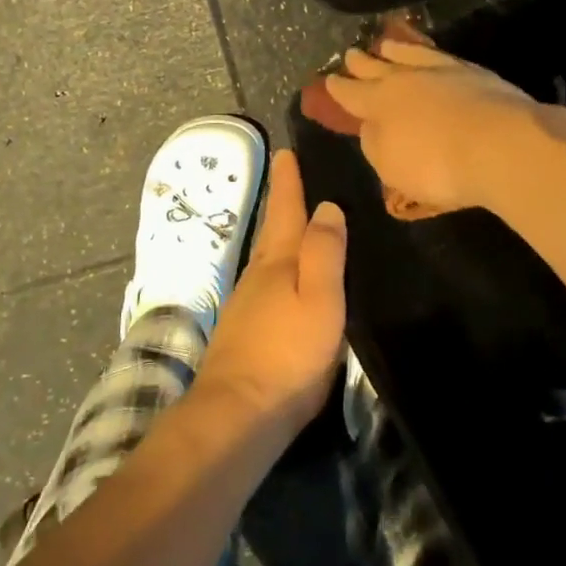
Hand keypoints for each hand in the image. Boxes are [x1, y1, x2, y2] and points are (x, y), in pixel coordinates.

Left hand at [197, 149, 347, 434]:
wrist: (238, 413)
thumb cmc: (288, 354)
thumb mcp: (320, 300)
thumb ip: (324, 252)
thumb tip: (327, 206)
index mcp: (278, 262)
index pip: (287, 210)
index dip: (288, 181)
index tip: (285, 151)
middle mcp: (258, 275)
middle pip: (273, 230)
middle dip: (282, 202)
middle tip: (291, 176)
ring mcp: (247, 304)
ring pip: (268, 257)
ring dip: (281, 235)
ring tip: (297, 223)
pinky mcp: (245, 331)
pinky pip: (267, 284)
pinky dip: (279, 269)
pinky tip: (286, 280)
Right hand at [322, 39, 541, 215]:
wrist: (500, 144)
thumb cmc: (437, 165)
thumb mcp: (391, 167)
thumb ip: (375, 144)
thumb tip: (370, 127)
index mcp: (378, 103)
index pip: (351, 93)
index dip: (338, 88)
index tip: (329, 80)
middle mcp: (405, 79)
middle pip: (377, 67)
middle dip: (361, 62)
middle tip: (350, 53)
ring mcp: (441, 71)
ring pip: (410, 54)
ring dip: (395, 49)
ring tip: (386, 43)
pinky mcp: (473, 72)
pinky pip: (440, 56)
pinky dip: (428, 53)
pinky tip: (431, 56)